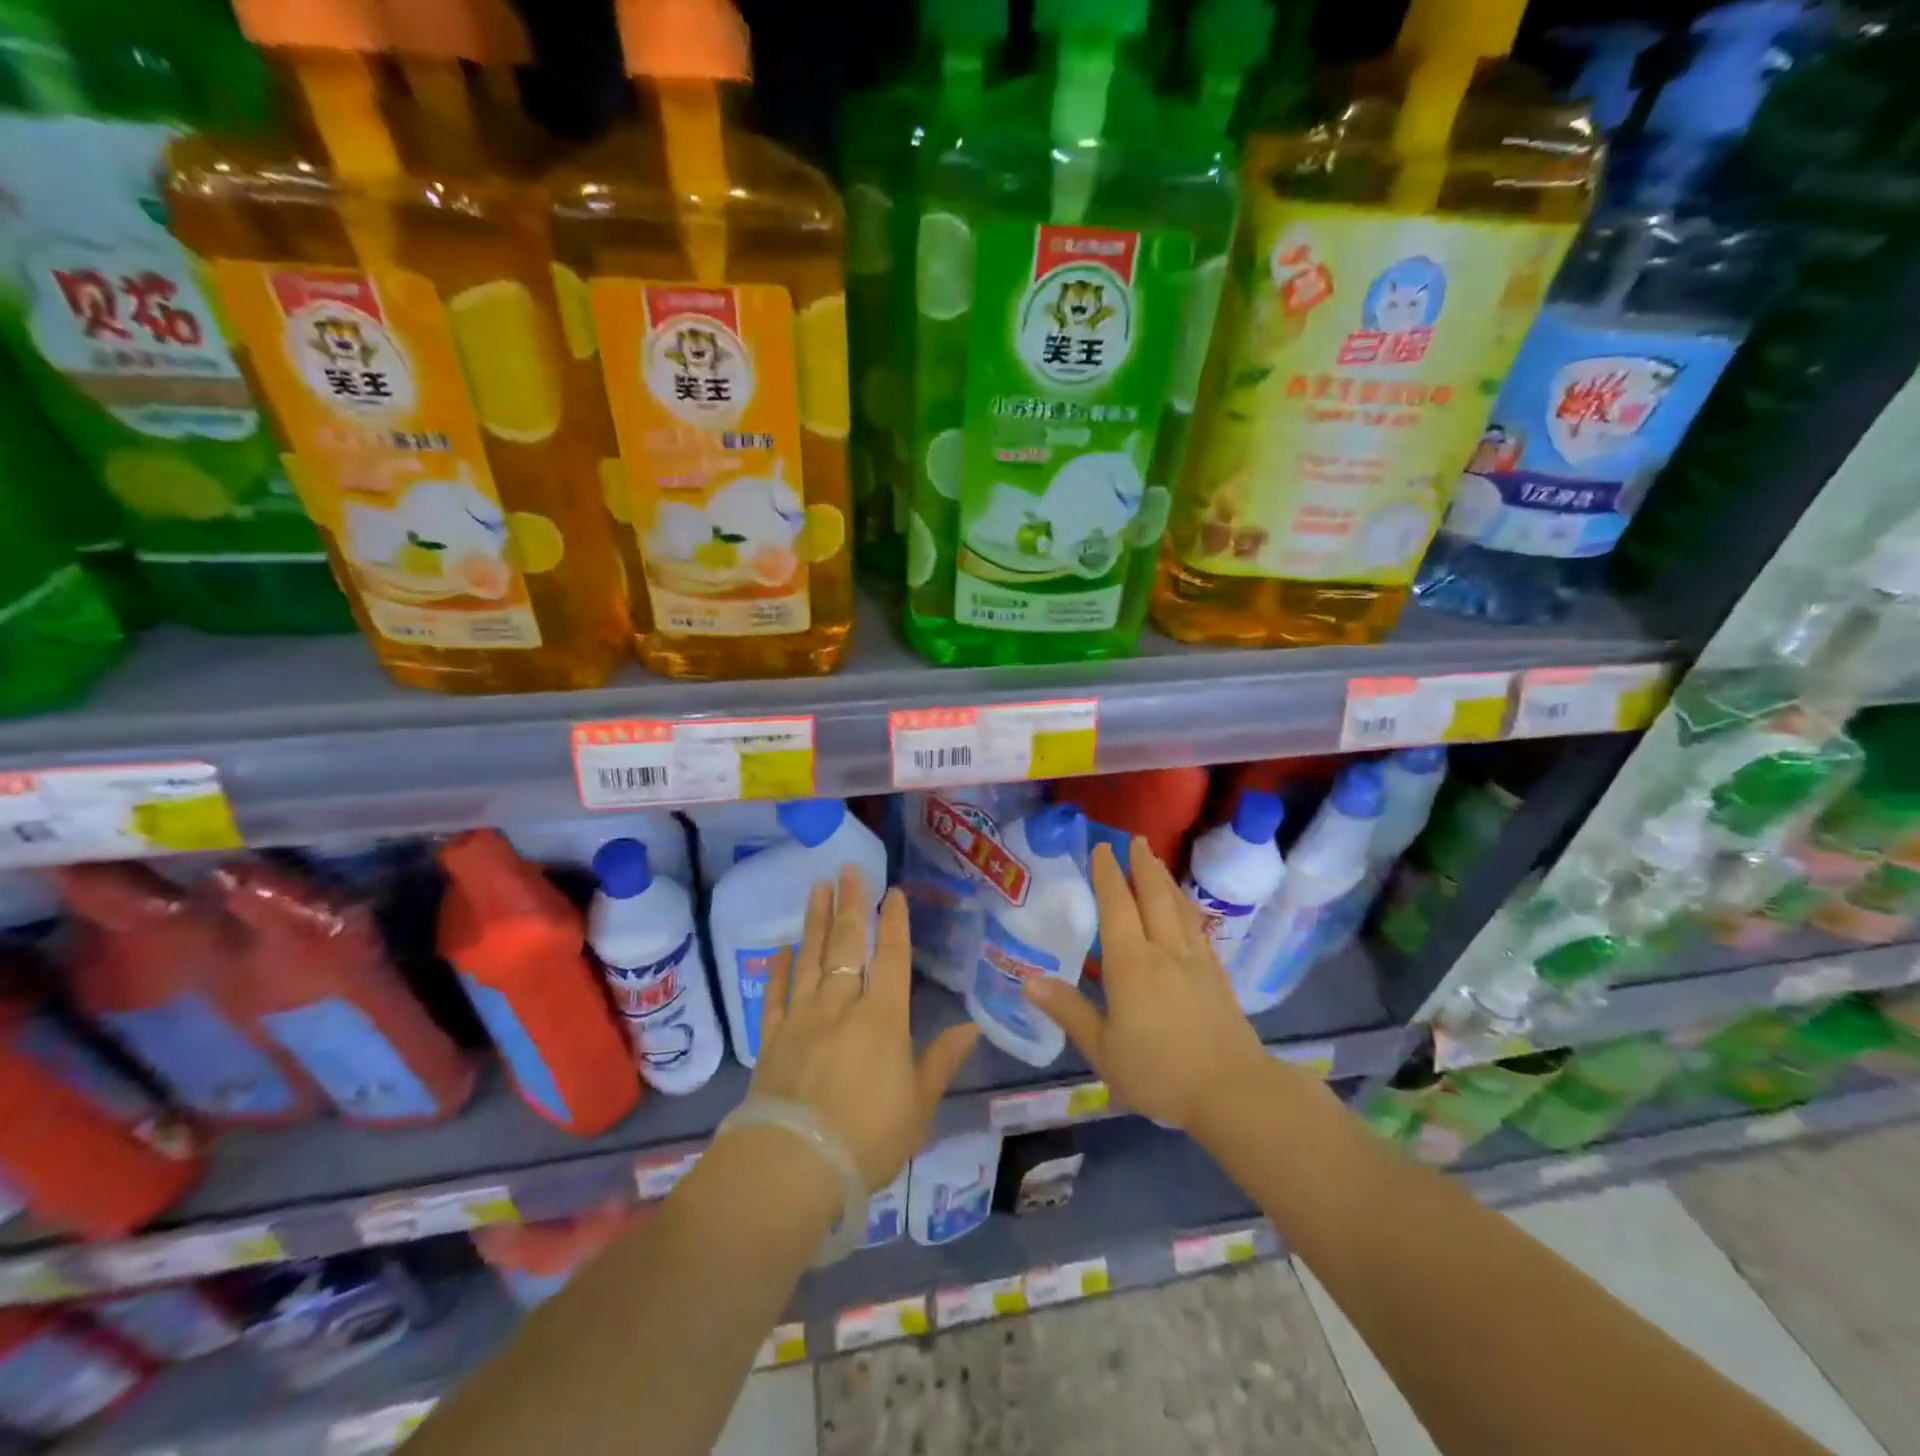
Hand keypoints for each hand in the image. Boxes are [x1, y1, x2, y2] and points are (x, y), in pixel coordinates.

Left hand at [752, 866, 978, 1190]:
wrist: (794, 1165)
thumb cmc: (867, 1137)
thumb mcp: (919, 1105)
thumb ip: (942, 1060)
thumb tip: (972, 1027)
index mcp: (883, 1018)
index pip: (892, 958)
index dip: (895, 923)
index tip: (893, 892)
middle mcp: (842, 1006)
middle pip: (848, 945)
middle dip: (851, 904)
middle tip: (849, 869)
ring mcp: (803, 1018)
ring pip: (811, 959)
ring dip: (816, 921)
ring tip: (817, 888)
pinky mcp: (772, 1038)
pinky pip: (776, 995)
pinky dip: (779, 969)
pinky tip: (781, 949)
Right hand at [1025, 837, 1271, 1132]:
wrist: (1233, 1092)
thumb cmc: (1159, 1073)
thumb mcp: (1104, 1050)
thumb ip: (1069, 1011)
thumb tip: (1028, 981)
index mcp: (1131, 964)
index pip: (1117, 906)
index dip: (1108, 875)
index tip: (1101, 848)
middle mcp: (1164, 951)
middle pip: (1153, 896)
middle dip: (1141, 865)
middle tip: (1134, 839)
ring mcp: (1195, 960)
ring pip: (1178, 907)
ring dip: (1164, 879)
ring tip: (1156, 860)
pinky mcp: (1217, 975)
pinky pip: (1198, 928)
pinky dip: (1186, 907)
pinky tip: (1185, 908)